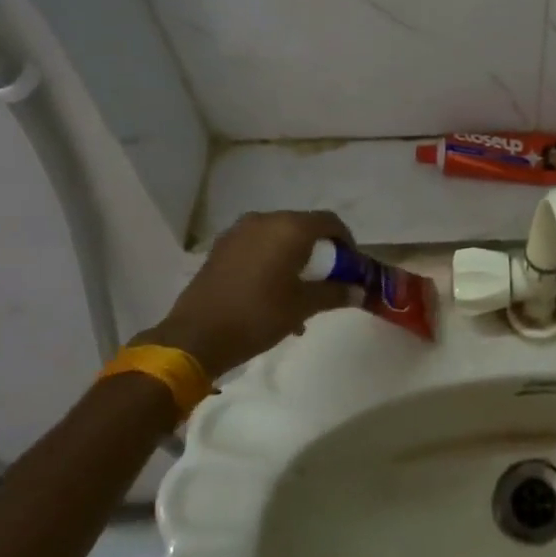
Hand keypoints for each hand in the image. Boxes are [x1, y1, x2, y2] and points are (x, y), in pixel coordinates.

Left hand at [137, 210, 355, 375]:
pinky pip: (257, 246)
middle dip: (320, 251)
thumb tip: (359, 291)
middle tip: (327, 280)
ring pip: (278, 237)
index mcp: (289, 228)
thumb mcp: (303, 306)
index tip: (350, 266)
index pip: (329, 222)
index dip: (346, 241)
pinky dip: (272, 260)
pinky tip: (272, 291)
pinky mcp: (221, 248)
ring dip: (295, 257)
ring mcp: (238, 232)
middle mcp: (264, 220)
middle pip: (303, 227)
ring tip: (298, 292)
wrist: (196, 336)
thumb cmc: (258, 315)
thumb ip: (335, 293)